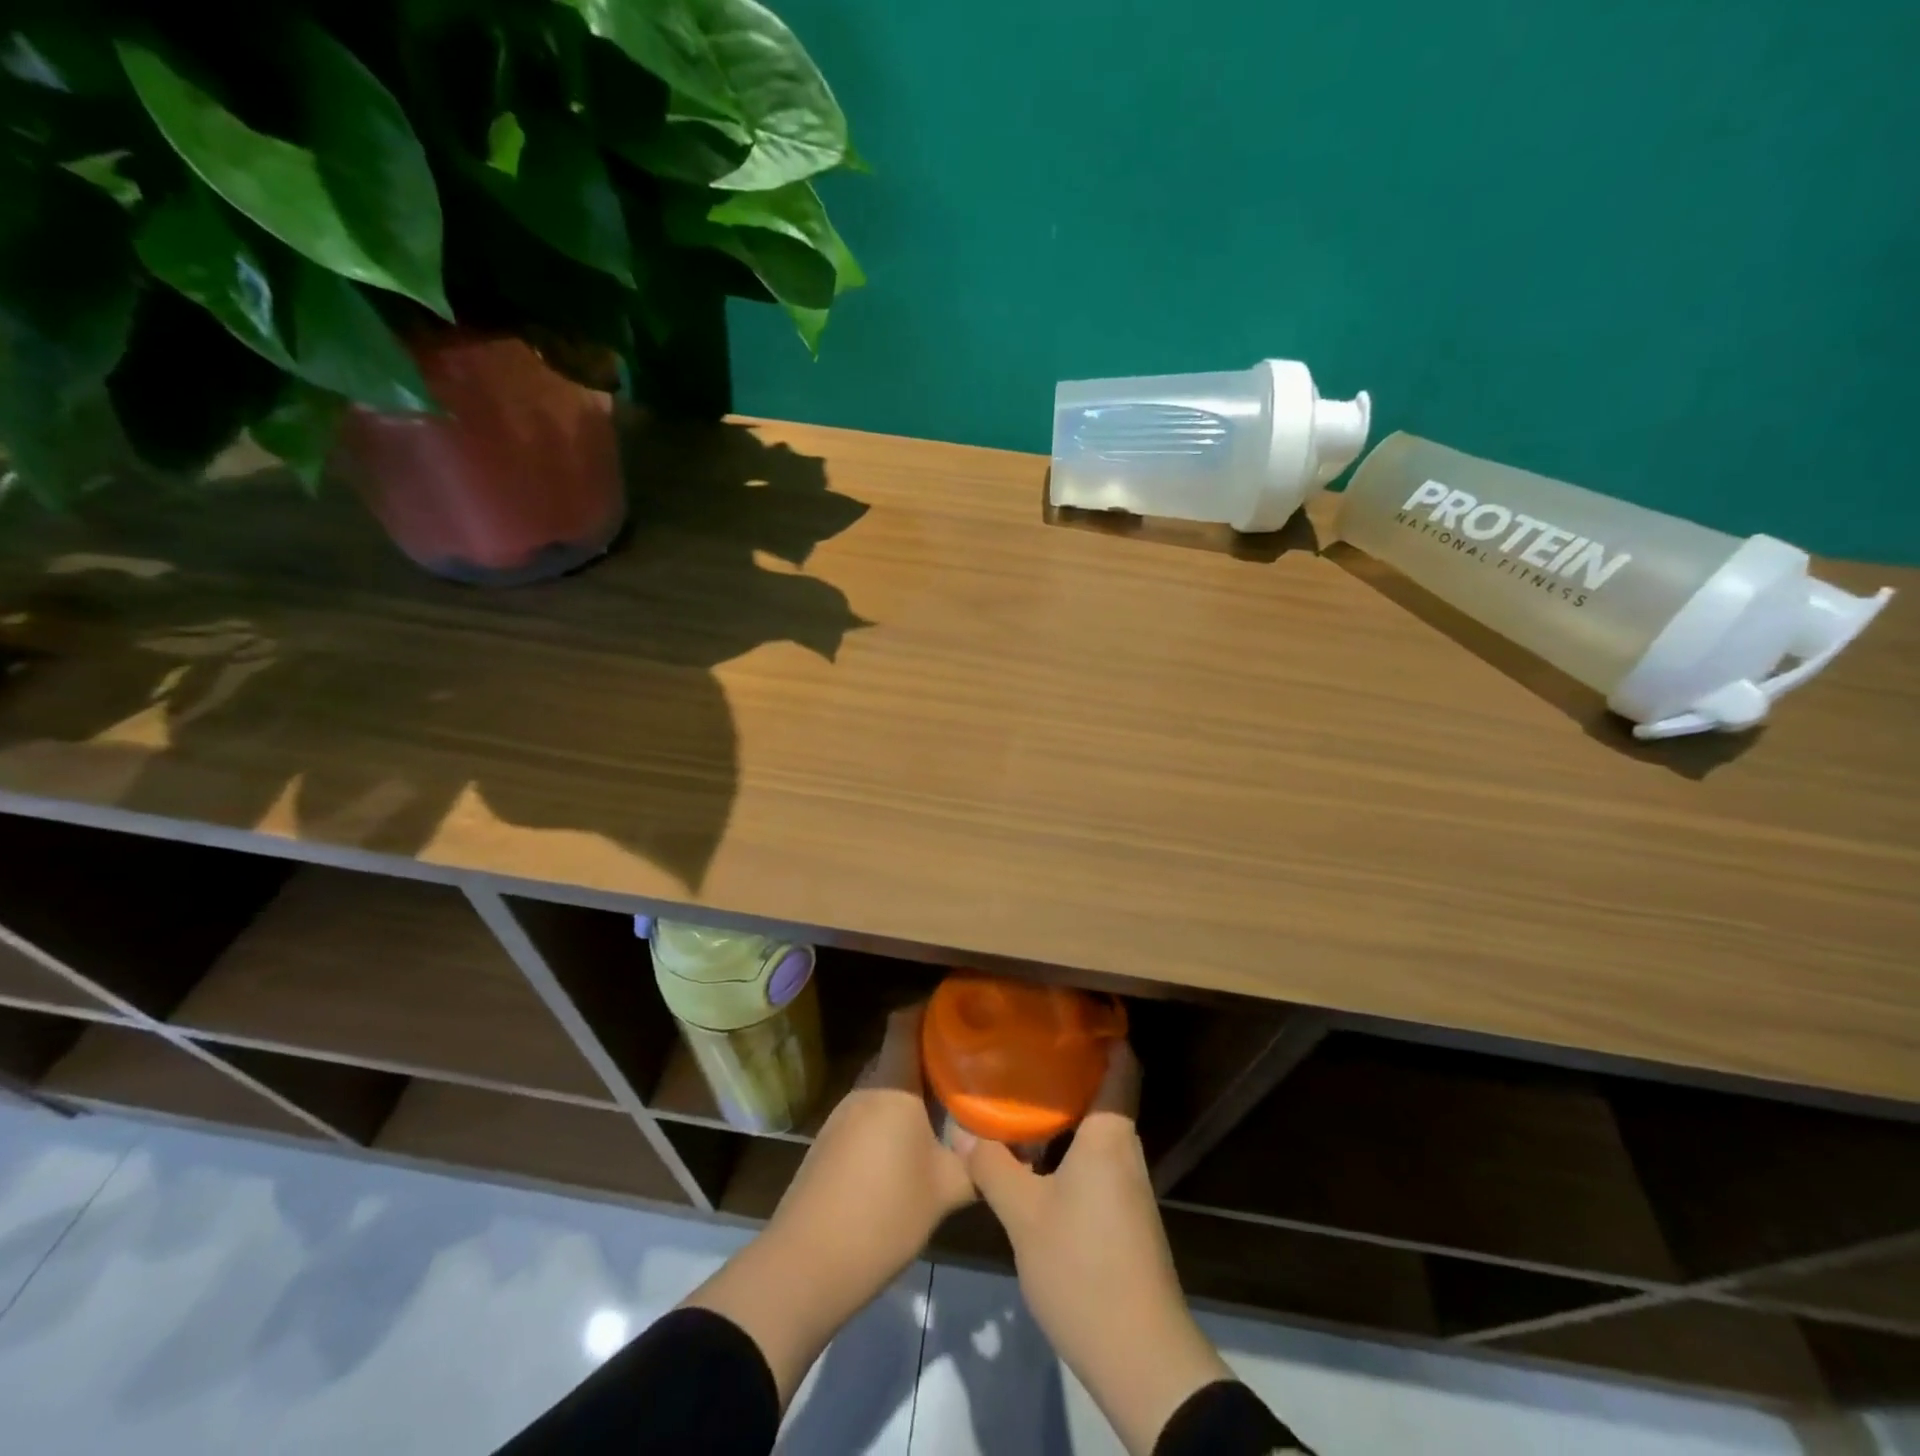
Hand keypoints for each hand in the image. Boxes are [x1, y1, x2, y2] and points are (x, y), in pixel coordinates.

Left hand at [685, 1005, 971, 1405]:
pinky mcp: (829, 1144)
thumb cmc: (883, 1215)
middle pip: (896, 1054)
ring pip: (883, 1086)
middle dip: (930, 1055)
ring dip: (911, 1091)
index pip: (905, 1022)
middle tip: (968, 1066)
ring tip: (946, 1106)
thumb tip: (1017, 1149)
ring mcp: (841, 1117)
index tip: (962, 1013)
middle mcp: (864, 1090)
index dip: (930, 1010)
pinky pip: (868, 1113)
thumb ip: (980, 1165)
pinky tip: (910, 1146)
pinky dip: (891, 1117)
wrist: (806, 1265)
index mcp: (892, 1085)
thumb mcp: (946, 1191)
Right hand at [967, 1043, 1233, 1455]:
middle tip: (1026, 1046)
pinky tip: (1033, 1153)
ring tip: (1020, 1092)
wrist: (1140, 1356)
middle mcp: (1123, 1150)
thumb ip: (994, 1167)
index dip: (1103, 1032)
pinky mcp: (1122, 1214)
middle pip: (1105, 1091)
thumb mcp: (1024, 1216)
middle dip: (1070, 1066)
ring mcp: (1126, 1185)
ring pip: (1096, 1128)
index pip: (1121, 1065)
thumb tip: (965, 1131)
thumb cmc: (1084, 1268)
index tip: (1068, 1010)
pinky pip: (1095, 1157)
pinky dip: (1067, 1144)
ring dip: (1065, 1109)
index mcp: (1109, 1135)